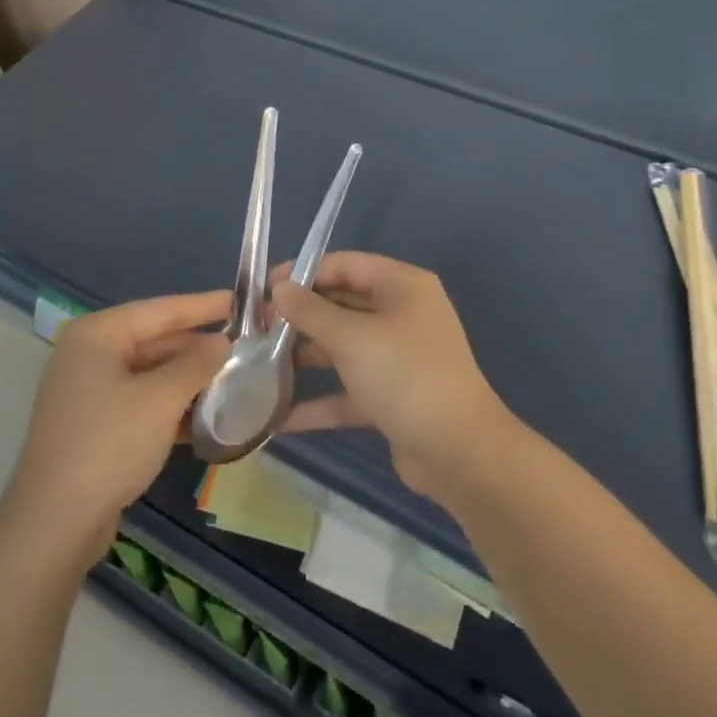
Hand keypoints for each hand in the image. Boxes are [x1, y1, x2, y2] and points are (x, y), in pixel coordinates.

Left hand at [6, 291, 230, 556]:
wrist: (55, 525)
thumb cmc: (109, 445)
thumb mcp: (161, 399)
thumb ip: (196, 364)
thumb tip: (222, 342)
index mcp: (96, 335)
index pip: (159, 310)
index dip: (201, 306)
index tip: (238, 299)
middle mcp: (89, 356)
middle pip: (154, 341)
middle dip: (197, 348)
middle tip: (244, 346)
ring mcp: (89, 393)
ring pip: (150, 374)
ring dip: (189, 380)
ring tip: (234, 379)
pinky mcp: (95, 427)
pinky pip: (142, 403)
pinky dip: (171, 406)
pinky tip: (207, 416)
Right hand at [272, 254, 515, 500]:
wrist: (458, 451)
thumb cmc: (405, 375)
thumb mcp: (352, 338)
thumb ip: (311, 311)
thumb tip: (280, 287)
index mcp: (402, 286)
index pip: (346, 265)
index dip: (304, 272)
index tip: (265, 288)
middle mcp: (402, 314)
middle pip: (343, 304)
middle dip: (301, 316)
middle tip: (258, 327)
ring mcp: (398, 357)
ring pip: (344, 347)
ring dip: (306, 355)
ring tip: (260, 363)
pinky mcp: (392, 396)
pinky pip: (349, 389)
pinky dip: (320, 399)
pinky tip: (280, 416)